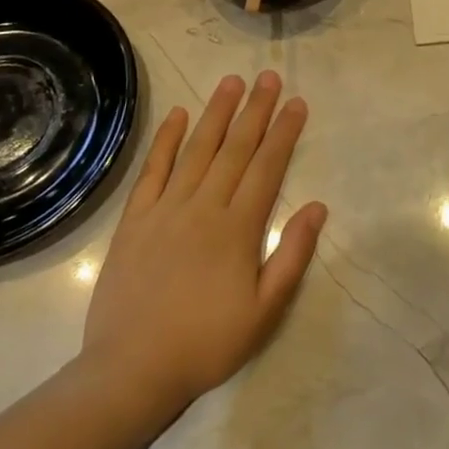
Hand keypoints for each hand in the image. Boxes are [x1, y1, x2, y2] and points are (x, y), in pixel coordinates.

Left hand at [78, 71, 325, 426]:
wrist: (130, 371)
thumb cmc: (206, 344)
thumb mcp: (265, 311)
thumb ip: (292, 255)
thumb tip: (317, 207)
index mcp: (238, 228)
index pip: (267, 167)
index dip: (284, 132)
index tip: (297, 103)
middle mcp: (204, 207)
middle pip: (235, 148)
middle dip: (255, 110)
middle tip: (269, 77)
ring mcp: (166, 209)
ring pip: (197, 150)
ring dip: (217, 113)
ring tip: (232, 81)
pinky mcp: (135, 220)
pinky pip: (153, 170)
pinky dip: (166, 140)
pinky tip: (178, 115)